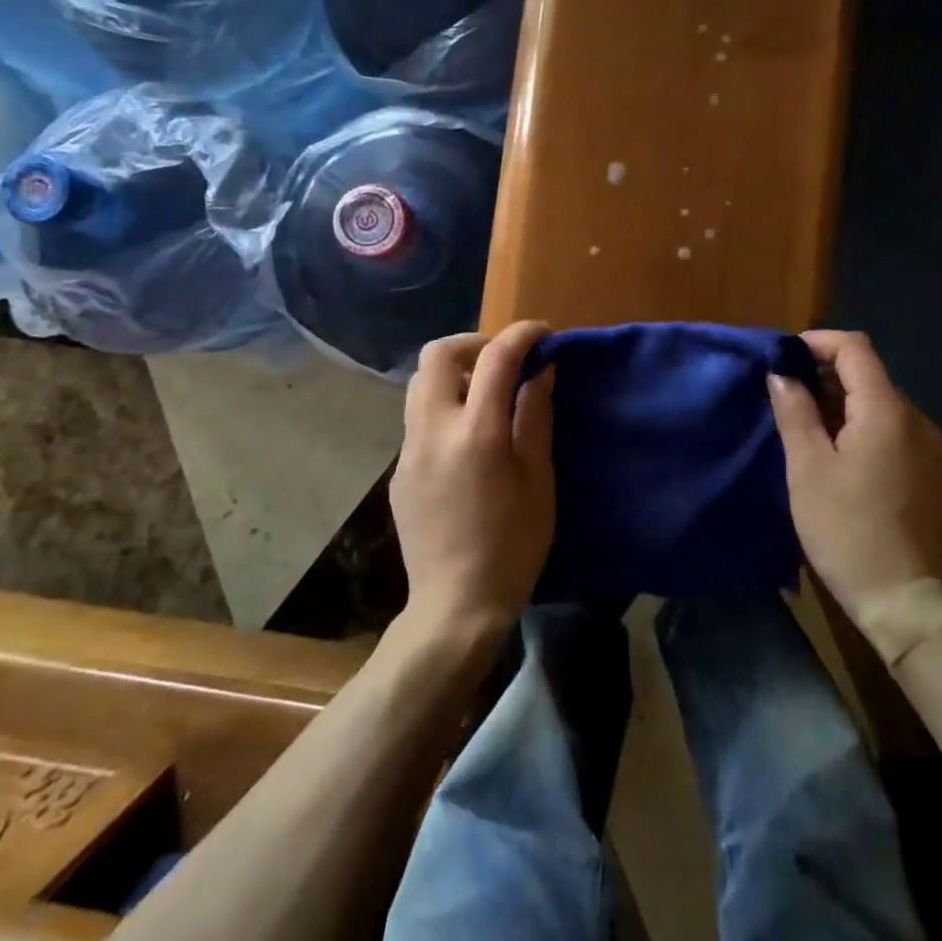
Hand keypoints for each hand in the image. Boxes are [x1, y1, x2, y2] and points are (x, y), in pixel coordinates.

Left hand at [392, 321, 555, 641]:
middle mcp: (433, 430)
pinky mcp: (399, 470)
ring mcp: (409, 450)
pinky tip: (467, 440)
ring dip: (453, 373)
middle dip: (473, 344)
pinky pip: (418, 419)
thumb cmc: (512, 547)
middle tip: (503, 362)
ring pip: (420, 383)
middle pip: (437, 354)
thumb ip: (535, 418)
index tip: (542, 334)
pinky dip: (443, 407)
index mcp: (476, 433)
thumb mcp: (539, 481)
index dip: (522, 335)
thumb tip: (540, 371)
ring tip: (485, 397)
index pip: (496, 358)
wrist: (455, 606)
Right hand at [768, 330, 941, 627]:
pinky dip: (859, 424)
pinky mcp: (929, 472)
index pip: (855, 349)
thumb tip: (781, 373)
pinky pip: (891, 429)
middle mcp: (916, 419)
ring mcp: (928, 447)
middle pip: (868, 373)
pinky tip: (835, 452)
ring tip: (803, 424)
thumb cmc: (846, 529)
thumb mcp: (807, 468)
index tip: (782, 358)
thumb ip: (795, 411)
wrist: (903, 601)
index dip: (817, 342)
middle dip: (824, 373)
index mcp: (887, 412)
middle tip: (784, 394)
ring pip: (879, 402)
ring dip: (840, 401)